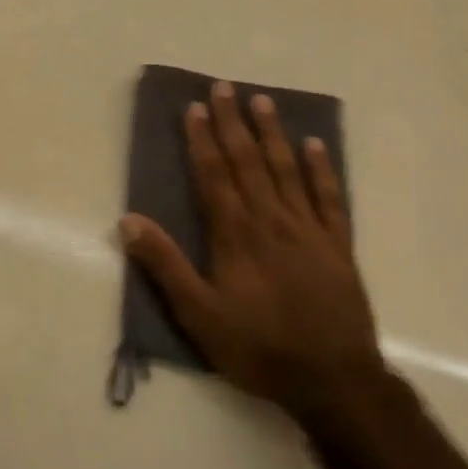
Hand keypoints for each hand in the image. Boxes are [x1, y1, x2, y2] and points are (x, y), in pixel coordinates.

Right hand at [119, 81, 380, 412]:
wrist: (333, 380)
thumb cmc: (258, 348)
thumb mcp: (198, 315)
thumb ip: (165, 266)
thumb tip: (129, 221)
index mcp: (236, 235)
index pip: (214, 175)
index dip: (202, 139)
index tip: (195, 107)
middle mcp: (272, 221)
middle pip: (249, 162)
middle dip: (234, 123)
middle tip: (225, 87)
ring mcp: (309, 230)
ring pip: (287, 170)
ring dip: (273, 134)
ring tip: (263, 101)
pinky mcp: (338, 246)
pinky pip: (330, 198)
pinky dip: (322, 169)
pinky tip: (315, 145)